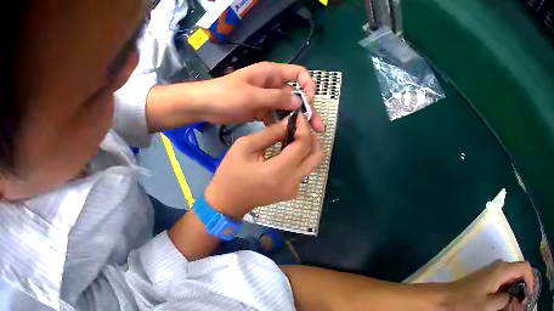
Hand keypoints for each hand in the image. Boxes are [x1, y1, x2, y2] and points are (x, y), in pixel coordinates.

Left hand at [198, 62, 324, 131]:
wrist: (204, 105)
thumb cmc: (225, 95)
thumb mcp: (251, 96)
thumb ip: (276, 98)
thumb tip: (299, 102)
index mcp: (271, 73)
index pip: (299, 73)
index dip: (308, 86)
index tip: (309, 103)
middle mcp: (272, 84)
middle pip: (296, 94)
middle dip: (307, 109)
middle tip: (318, 127)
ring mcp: (266, 97)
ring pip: (287, 107)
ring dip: (296, 119)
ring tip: (306, 135)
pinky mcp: (259, 109)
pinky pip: (275, 116)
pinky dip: (280, 124)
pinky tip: (286, 136)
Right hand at [204, 113, 321, 218]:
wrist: (227, 201)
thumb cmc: (230, 173)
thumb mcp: (245, 146)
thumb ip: (270, 134)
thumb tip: (288, 123)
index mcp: (279, 171)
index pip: (303, 144)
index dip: (304, 127)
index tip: (298, 116)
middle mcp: (292, 182)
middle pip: (316, 155)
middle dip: (312, 137)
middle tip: (300, 125)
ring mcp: (294, 189)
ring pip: (313, 164)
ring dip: (308, 147)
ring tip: (295, 134)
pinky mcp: (292, 192)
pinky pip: (304, 171)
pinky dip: (302, 158)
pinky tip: (289, 149)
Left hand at [443, 261, 533, 310]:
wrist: (441, 299)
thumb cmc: (462, 304)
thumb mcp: (485, 307)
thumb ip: (501, 301)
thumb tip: (509, 298)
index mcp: (503, 270)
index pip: (524, 268)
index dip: (530, 276)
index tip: (530, 285)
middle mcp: (501, 267)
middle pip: (520, 272)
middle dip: (525, 282)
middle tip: (526, 291)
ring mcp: (494, 272)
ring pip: (512, 278)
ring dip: (517, 287)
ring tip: (520, 296)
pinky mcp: (488, 279)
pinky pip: (504, 283)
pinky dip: (509, 290)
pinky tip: (509, 299)